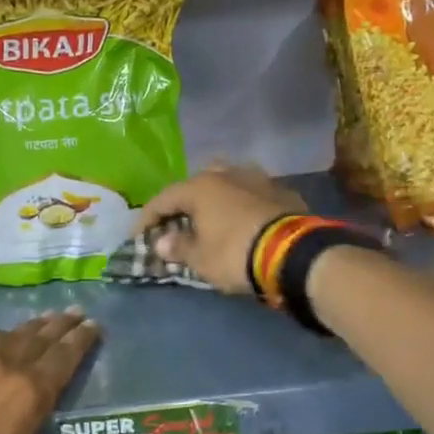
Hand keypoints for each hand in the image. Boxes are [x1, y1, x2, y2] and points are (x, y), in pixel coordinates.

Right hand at [135, 164, 306, 295]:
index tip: (139, 236)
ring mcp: (258, 179)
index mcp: (201, 187)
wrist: (294, 254)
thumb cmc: (235, 254)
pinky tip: (243, 220)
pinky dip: (242, 206)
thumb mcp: (201, 259)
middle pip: (197, 184)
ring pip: (228, 182)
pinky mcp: (282, 192)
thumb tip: (161, 242)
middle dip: (184, 202)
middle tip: (177, 222)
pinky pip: (253, 195)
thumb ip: (178, 247)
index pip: (163, 199)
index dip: (147, 218)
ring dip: (216, 198)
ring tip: (212, 216)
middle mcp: (227, 174)